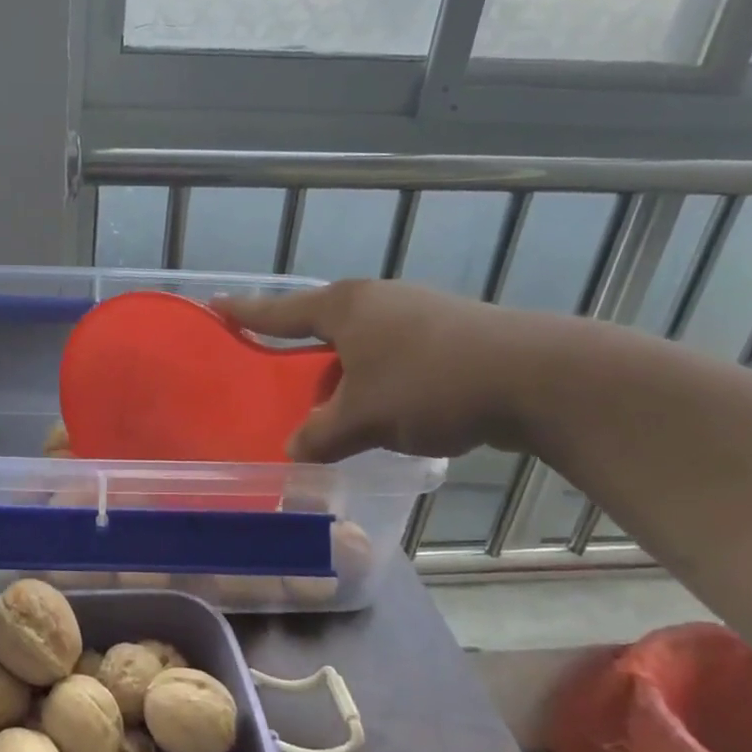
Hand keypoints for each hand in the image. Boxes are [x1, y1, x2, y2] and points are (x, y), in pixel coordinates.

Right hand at [213, 281, 557, 461]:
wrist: (535, 376)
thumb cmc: (429, 384)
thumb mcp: (362, 417)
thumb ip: (321, 435)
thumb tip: (295, 452)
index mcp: (346, 306)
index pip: (281, 310)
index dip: (246, 311)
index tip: (216, 304)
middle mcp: (377, 300)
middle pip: (325, 328)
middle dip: (307, 360)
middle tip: (290, 387)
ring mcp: (417, 312)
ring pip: (363, 346)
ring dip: (349, 378)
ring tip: (347, 416)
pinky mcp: (450, 332)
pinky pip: (395, 357)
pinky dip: (383, 383)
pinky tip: (392, 413)